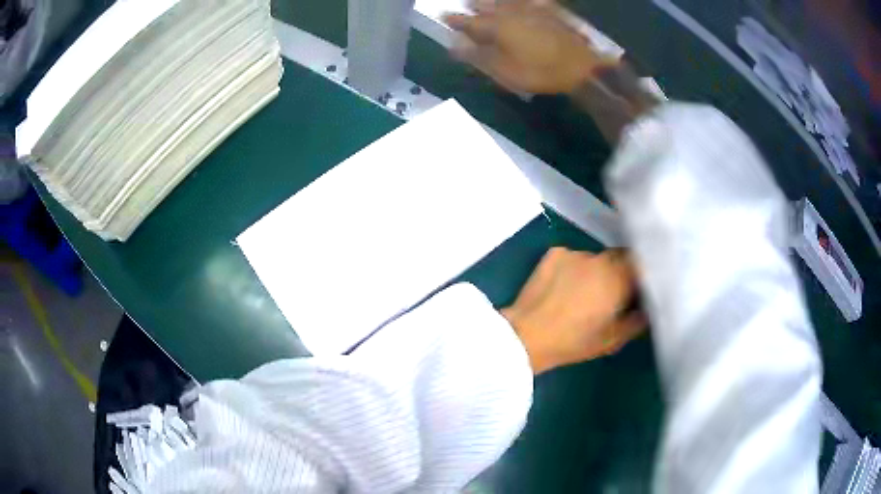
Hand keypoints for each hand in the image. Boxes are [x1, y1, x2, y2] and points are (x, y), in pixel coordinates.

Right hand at [444, 0, 613, 94]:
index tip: (444, 16)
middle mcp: (511, 13)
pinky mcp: (550, 12)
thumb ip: (478, 56)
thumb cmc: (540, 72)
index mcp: (497, 27)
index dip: (456, 20)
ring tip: (486, 0)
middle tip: (466, 4)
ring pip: (507, 1)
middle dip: (475, 6)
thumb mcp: (505, 71)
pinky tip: (522, 1)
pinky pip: (533, 1)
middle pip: (487, 6)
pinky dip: (524, 1)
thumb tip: (454, 45)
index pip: (470, 22)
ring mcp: (532, 10)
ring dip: (494, 0)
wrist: (581, 67)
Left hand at [502, 247, 646, 373]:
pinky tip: (563, 287)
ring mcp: (575, 253)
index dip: (643, 272)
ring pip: (595, 258)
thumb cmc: (574, 342)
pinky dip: (574, 269)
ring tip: (583, 292)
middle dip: (621, 271)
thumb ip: (637, 321)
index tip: (640, 286)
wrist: (526, 335)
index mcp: (619, 277)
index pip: (641, 262)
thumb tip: (648, 308)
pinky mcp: (554, 253)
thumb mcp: (612, 340)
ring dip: (596, 271)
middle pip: (619, 257)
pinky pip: (573, 258)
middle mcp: (600, 258)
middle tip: (614, 292)